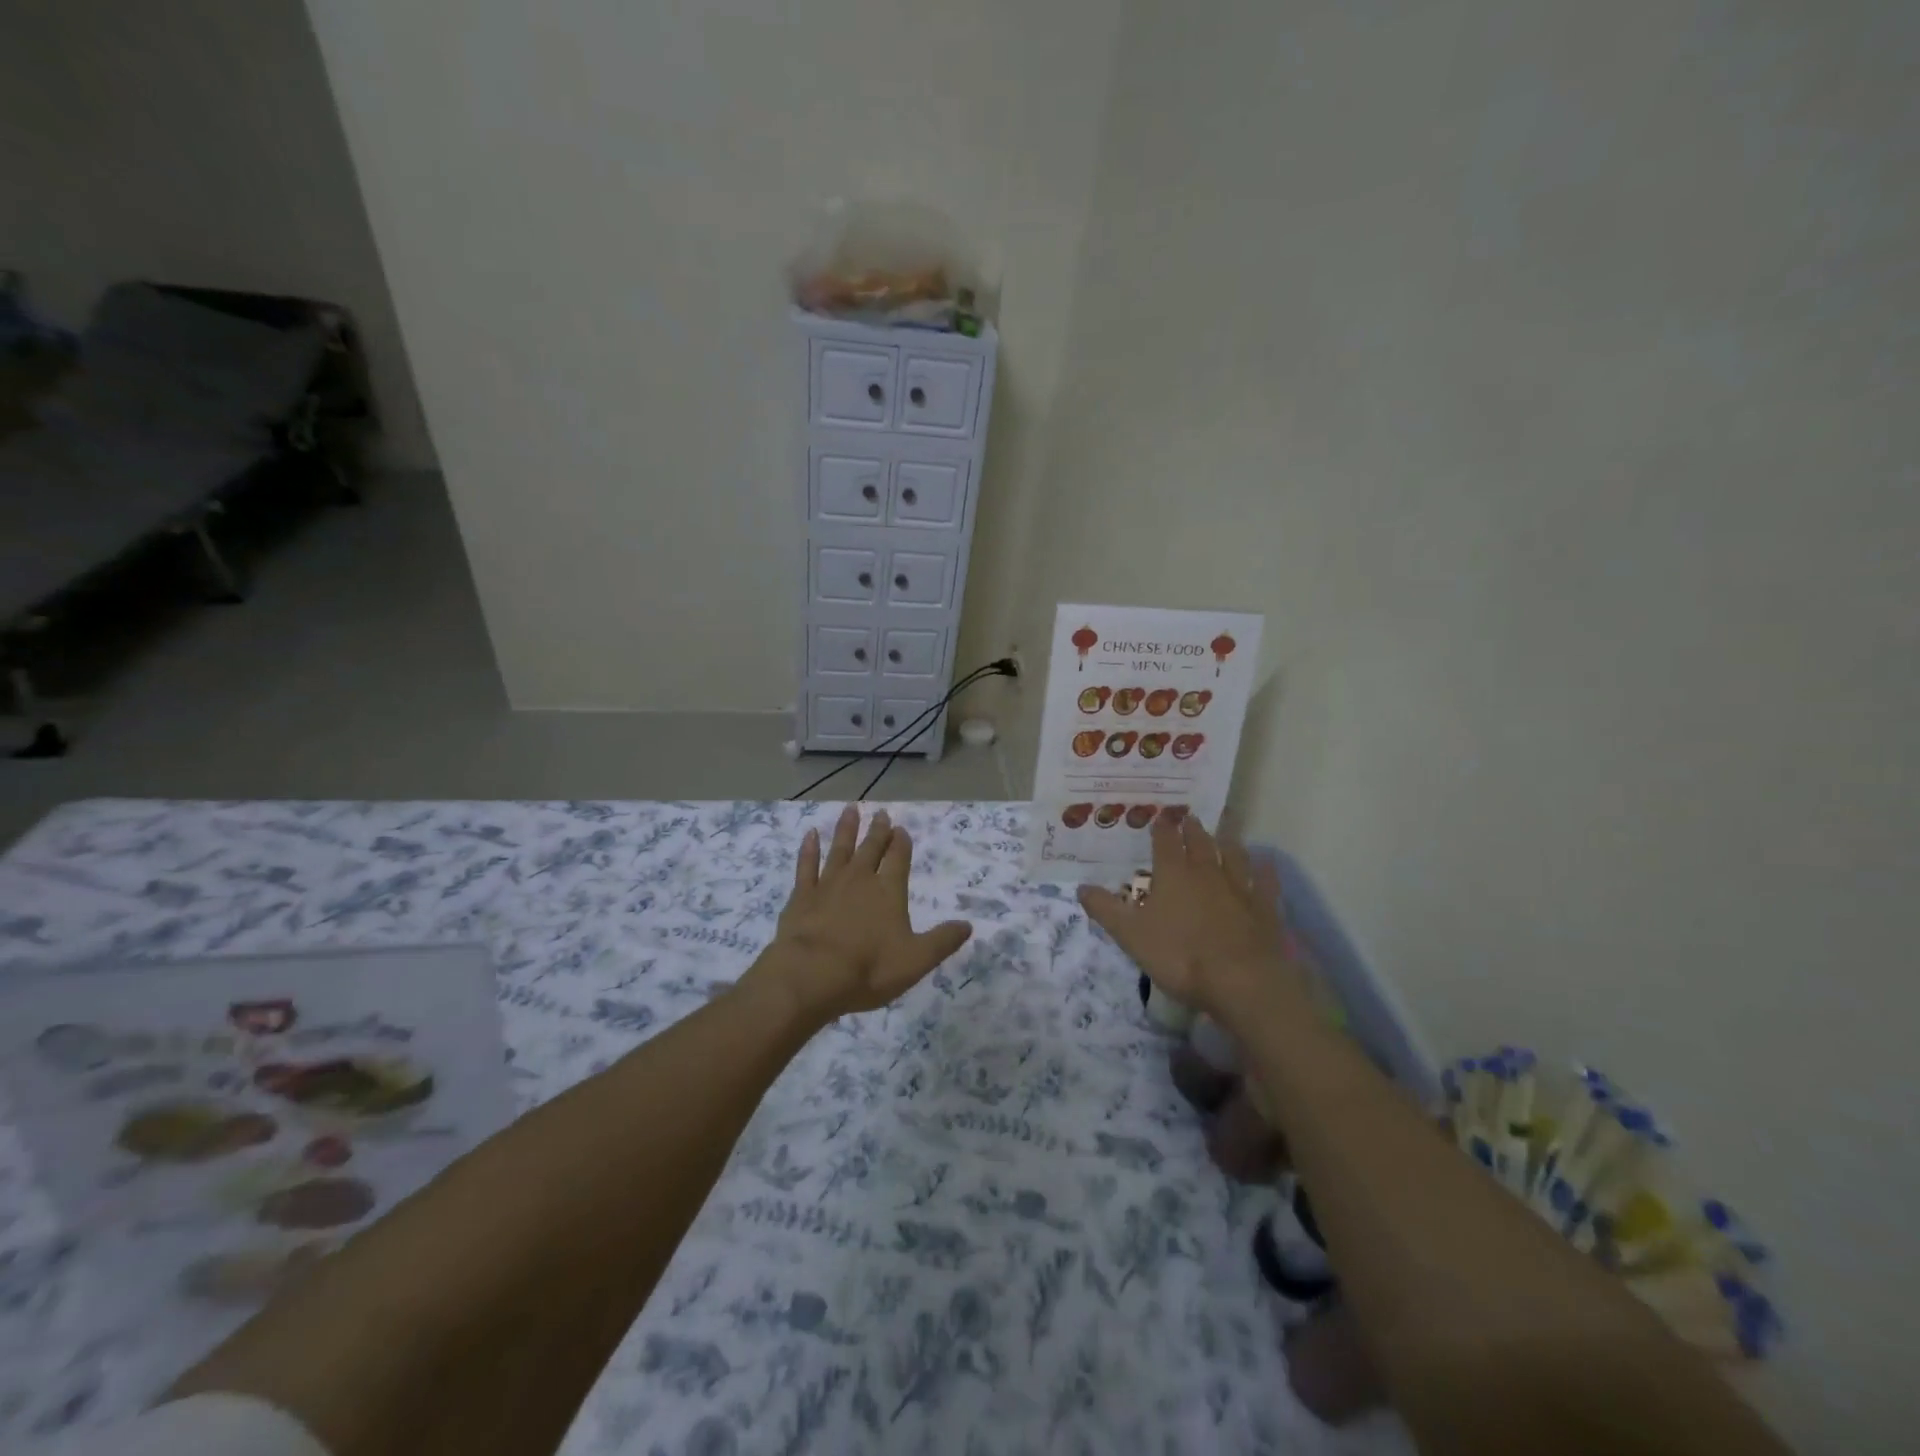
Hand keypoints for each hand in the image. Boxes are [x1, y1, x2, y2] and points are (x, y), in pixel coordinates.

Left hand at [757, 806, 972, 1023]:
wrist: (812, 974)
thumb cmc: (868, 968)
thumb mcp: (916, 960)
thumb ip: (942, 941)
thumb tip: (968, 925)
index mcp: (889, 891)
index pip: (898, 859)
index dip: (901, 843)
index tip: (901, 829)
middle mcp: (860, 879)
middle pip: (871, 848)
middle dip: (878, 831)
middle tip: (881, 814)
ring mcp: (828, 884)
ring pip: (840, 849)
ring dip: (846, 829)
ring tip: (851, 809)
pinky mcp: (802, 895)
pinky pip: (807, 865)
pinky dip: (809, 849)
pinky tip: (810, 834)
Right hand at [1077, 814, 1309, 1025]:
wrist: (1242, 981)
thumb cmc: (1180, 955)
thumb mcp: (1131, 936)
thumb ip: (1106, 909)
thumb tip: (1081, 887)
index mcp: (1173, 874)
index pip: (1165, 841)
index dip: (1161, 827)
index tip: (1160, 816)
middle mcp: (1206, 872)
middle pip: (1200, 842)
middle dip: (1192, 828)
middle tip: (1189, 815)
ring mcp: (1240, 888)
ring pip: (1233, 854)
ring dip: (1227, 840)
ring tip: (1224, 829)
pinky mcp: (1265, 907)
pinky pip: (1264, 881)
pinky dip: (1263, 869)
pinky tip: (1264, 863)